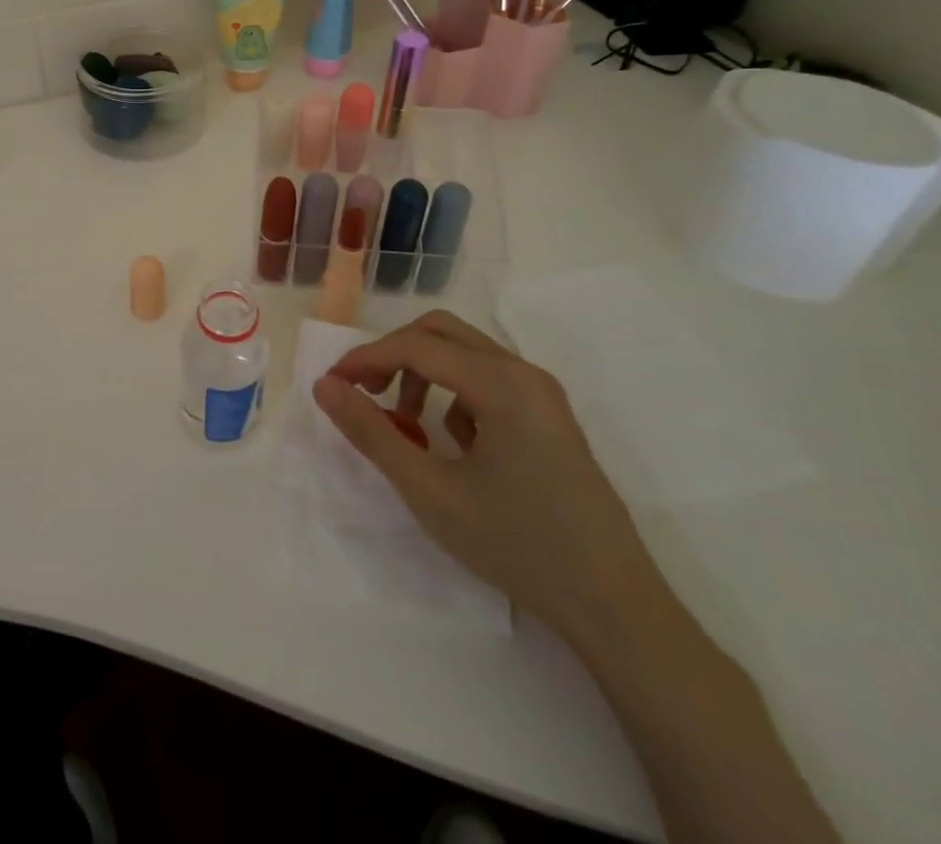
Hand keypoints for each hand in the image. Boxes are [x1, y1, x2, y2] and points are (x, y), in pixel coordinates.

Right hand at [313, 310, 672, 651]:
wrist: (615, 607)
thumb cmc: (517, 546)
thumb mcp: (429, 492)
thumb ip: (372, 433)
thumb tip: (325, 386)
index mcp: (500, 383)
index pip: (416, 345)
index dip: (366, 359)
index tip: (332, 386)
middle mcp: (524, 372)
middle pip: (440, 332)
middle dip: (393, 356)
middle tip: (364, 393)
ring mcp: (542, 393)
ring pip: (464, 353)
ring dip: (422, 374)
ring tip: (405, 426)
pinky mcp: (549, 415)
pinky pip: (487, 380)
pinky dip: (453, 395)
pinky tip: (453, 447)